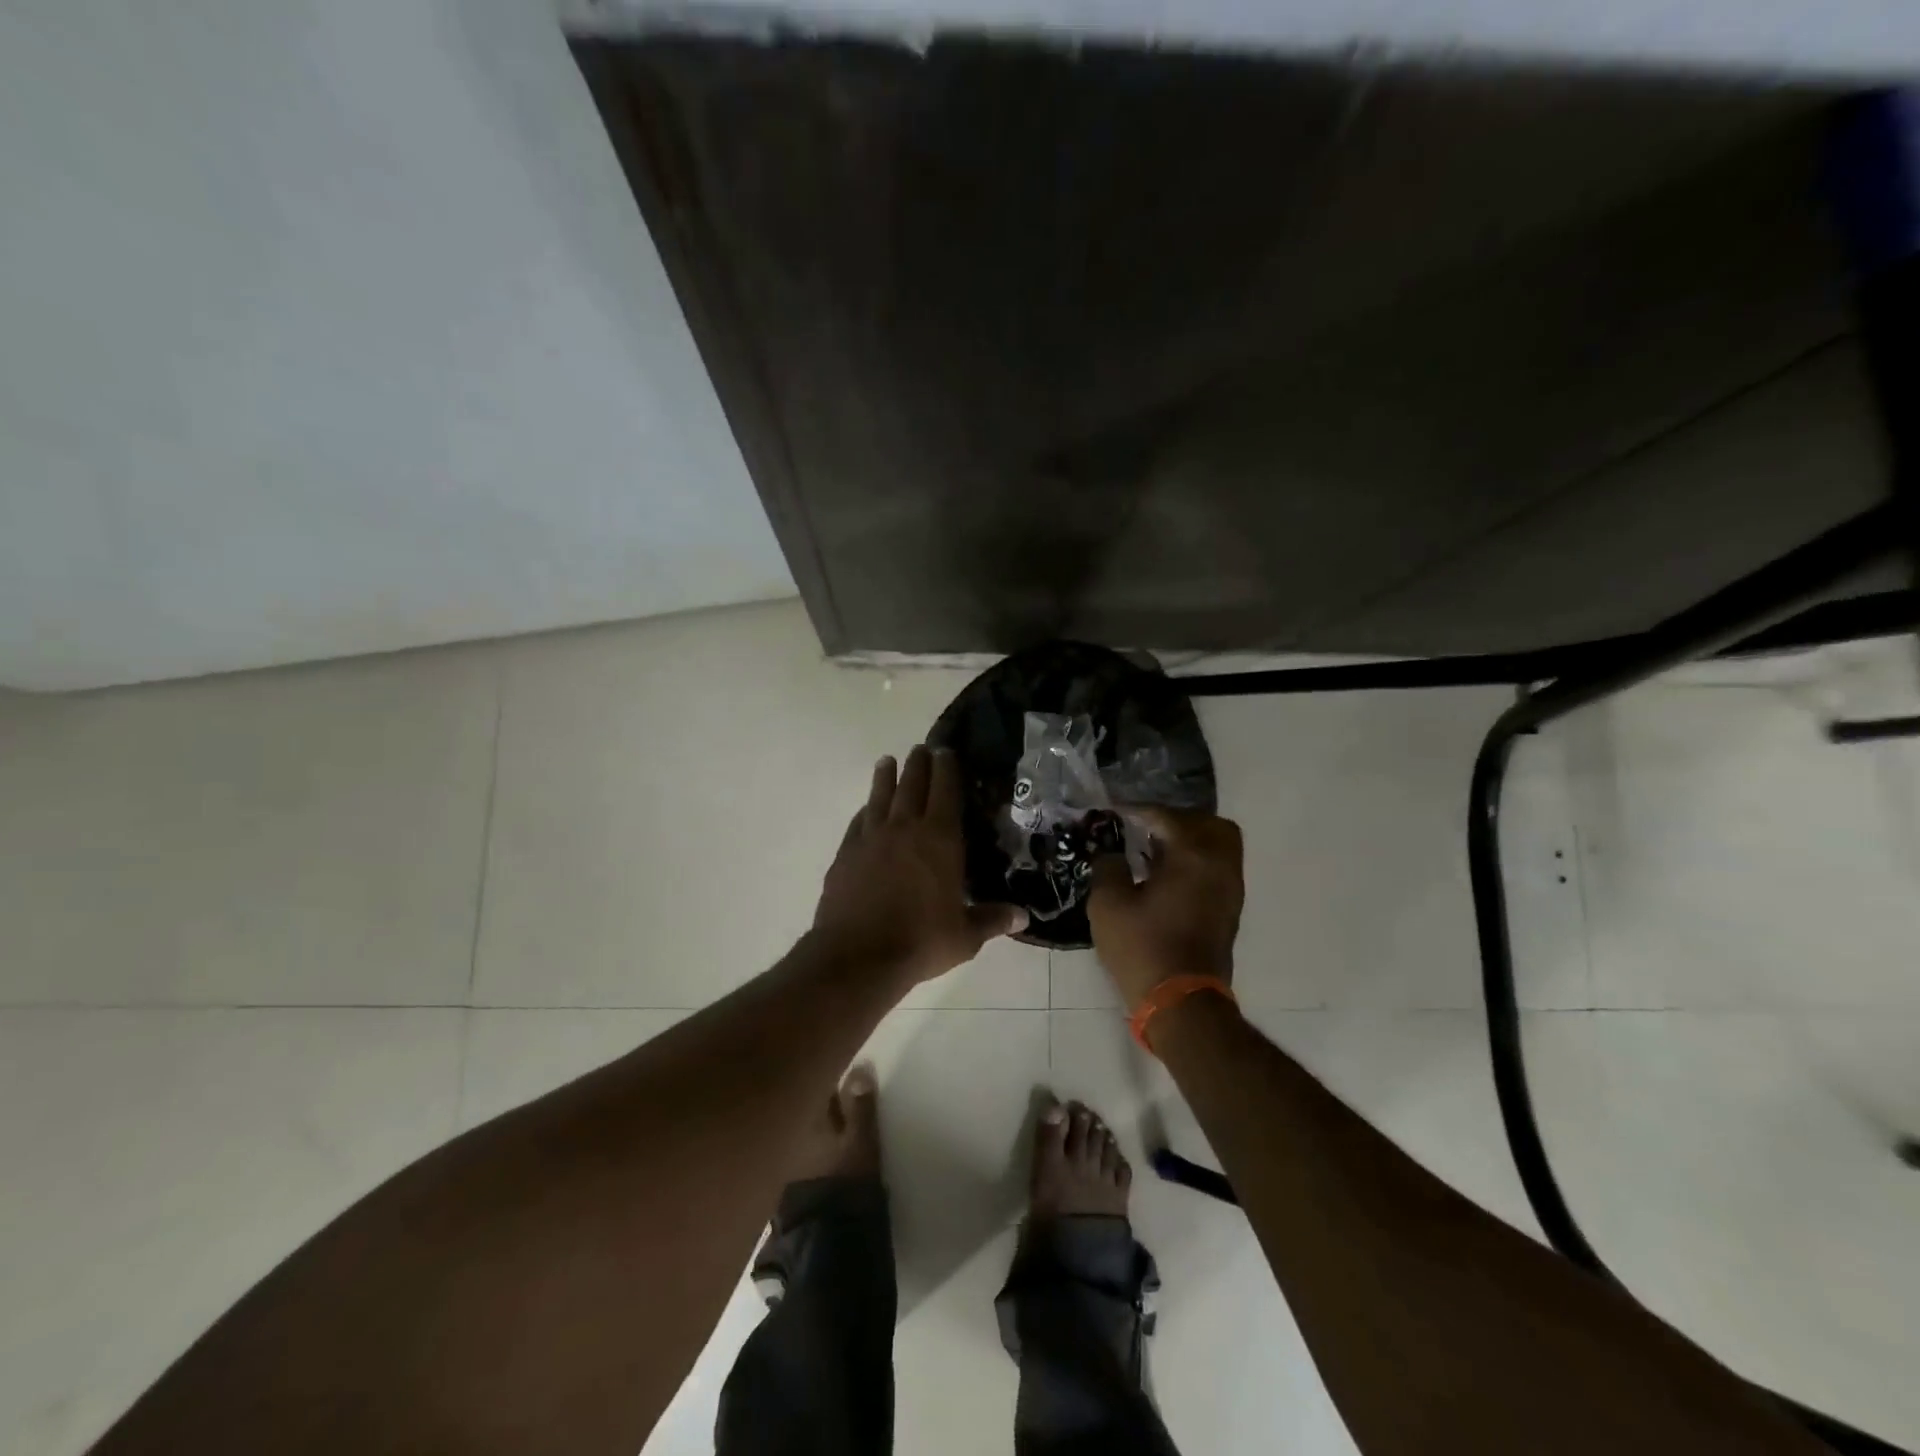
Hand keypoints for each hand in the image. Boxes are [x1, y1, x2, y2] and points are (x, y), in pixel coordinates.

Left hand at [812, 746, 1028, 983]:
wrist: (858, 956)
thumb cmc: (921, 941)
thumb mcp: (965, 936)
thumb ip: (992, 919)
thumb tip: (1024, 916)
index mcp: (939, 839)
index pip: (946, 791)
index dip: (947, 768)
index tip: (947, 751)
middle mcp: (905, 828)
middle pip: (912, 785)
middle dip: (919, 764)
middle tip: (922, 748)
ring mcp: (871, 838)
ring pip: (880, 796)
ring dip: (886, 776)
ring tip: (888, 761)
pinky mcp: (846, 854)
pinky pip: (858, 822)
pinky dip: (865, 810)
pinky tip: (866, 809)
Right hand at [1088, 807, 1243, 1008]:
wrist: (1181, 1003)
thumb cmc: (1142, 948)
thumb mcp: (1108, 904)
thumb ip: (1108, 865)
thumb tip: (1111, 851)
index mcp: (1192, 855)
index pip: (1165, 816)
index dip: (1136, 811)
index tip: (1112, 812)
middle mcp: (1219, 864)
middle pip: (1206, 823)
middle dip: (1174, 819)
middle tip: (1143, 828)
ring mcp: (1230, 888)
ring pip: (1219, 845)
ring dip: (1189, 839)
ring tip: (1154, 850)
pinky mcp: (1229, 908)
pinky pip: (1218, 867)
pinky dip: (1196, 860)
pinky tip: (1165, 874)